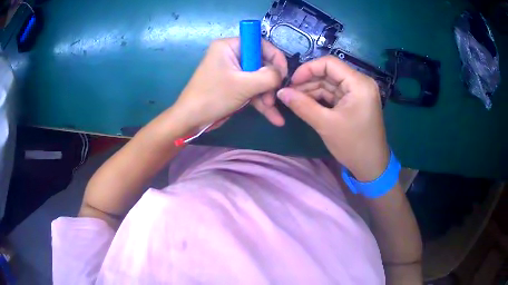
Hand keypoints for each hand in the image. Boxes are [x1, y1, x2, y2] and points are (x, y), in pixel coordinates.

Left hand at [171, 38, 287, 131]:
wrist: (191, 120)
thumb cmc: (213, 97)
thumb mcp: (243, 85)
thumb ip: (268, 76)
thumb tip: (282, 74)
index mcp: (229, 46)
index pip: (260, 44)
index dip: (276, 58)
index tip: (284, 75)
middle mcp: (232, 55)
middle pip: (261, 63)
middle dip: (270, 83)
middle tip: (275, 98)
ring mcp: (233, 72)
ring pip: (258, 79)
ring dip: (267, 96)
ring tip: (274, 111)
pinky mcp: (234, 86)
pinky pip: (252, 90)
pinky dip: (261, 102)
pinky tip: (274, 118)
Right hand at [277, 55, 389, 181]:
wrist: (371, 166)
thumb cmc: (353, 145)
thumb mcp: (325, 124)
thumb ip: (302, 105)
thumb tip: (281, 92)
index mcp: (358, 83)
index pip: (329, 63)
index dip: (308, 69)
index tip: (291, 82)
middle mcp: (360, 83)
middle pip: (329, 73)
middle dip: (308, 81)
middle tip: (289, 93)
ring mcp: (358, 92)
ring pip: (330, 84)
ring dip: (312, 90)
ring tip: (294, 99)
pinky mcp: (355, 102)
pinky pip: (334, 94)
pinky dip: (320, 98)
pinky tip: (306, 103)